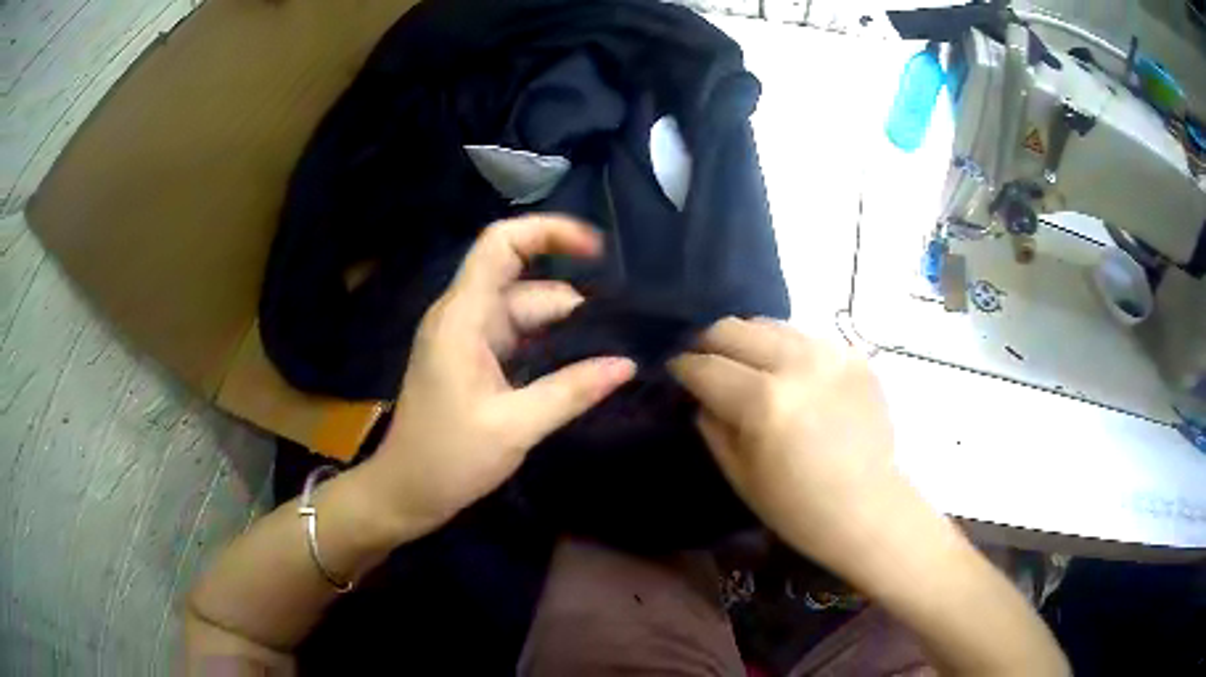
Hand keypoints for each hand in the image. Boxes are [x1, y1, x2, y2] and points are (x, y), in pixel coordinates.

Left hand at [360, 215, 635, 535]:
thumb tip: (627, 364)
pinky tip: (582, 366)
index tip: (598, 250)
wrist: (405, 491)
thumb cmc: (449, 459)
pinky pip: (518, 337)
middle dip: (575, 303)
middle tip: (626, 333)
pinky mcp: (473, 360)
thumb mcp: (516, 427)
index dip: (548, 232)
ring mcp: (468, 338)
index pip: (500, 244)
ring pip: (526, 314)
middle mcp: (464, 316)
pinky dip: (549, 346)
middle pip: (526, 285)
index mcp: (463, 317)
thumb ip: (572, 390)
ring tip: (614, 351)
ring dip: (566, 329)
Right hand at [670, 317, 898, 565]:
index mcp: (764, 402)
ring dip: (747, 341)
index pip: (706, 366)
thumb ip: (712, 425)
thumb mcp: (739, 475)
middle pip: (734, 328)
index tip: (675, 370)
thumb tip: (701, 394)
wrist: (867, 507)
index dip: (683, 367)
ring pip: (769, 324)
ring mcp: (830, 354)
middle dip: (709, 343)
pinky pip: (804, 337)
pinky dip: (785, 350)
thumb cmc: (797, 507)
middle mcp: (797, 364)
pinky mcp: (854, 355)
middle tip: (705, 363)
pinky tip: (788, 375)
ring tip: (745, 365)